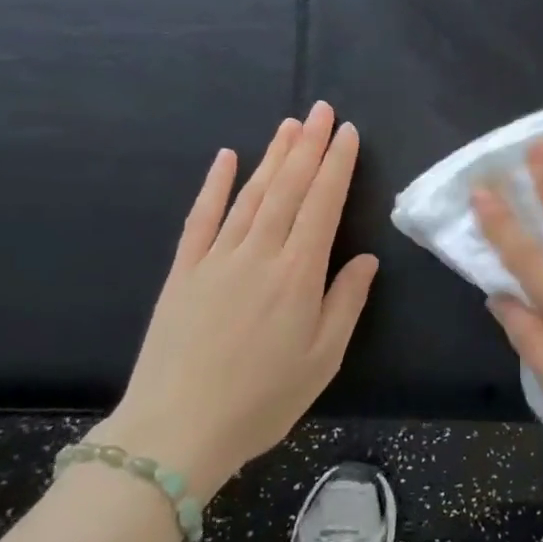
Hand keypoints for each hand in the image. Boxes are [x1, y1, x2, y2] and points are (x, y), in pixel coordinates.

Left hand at [97, 102, 378, 496]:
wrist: (175, 432)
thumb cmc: (262, 400)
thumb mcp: (323, 359)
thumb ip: (347, 302)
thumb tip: (367, 259)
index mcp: (298, 273)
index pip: (323, 204)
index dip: (337, 165)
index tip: (348, 133)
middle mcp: (259, 253)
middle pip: (288, 187)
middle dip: (309, 145)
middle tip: (322, 109)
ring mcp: (217, 258)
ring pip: (251, 194)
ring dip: (272, 156)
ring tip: (289, 125)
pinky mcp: (183, 271)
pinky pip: (201, 218)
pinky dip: (215, 185)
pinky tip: (226, 157)